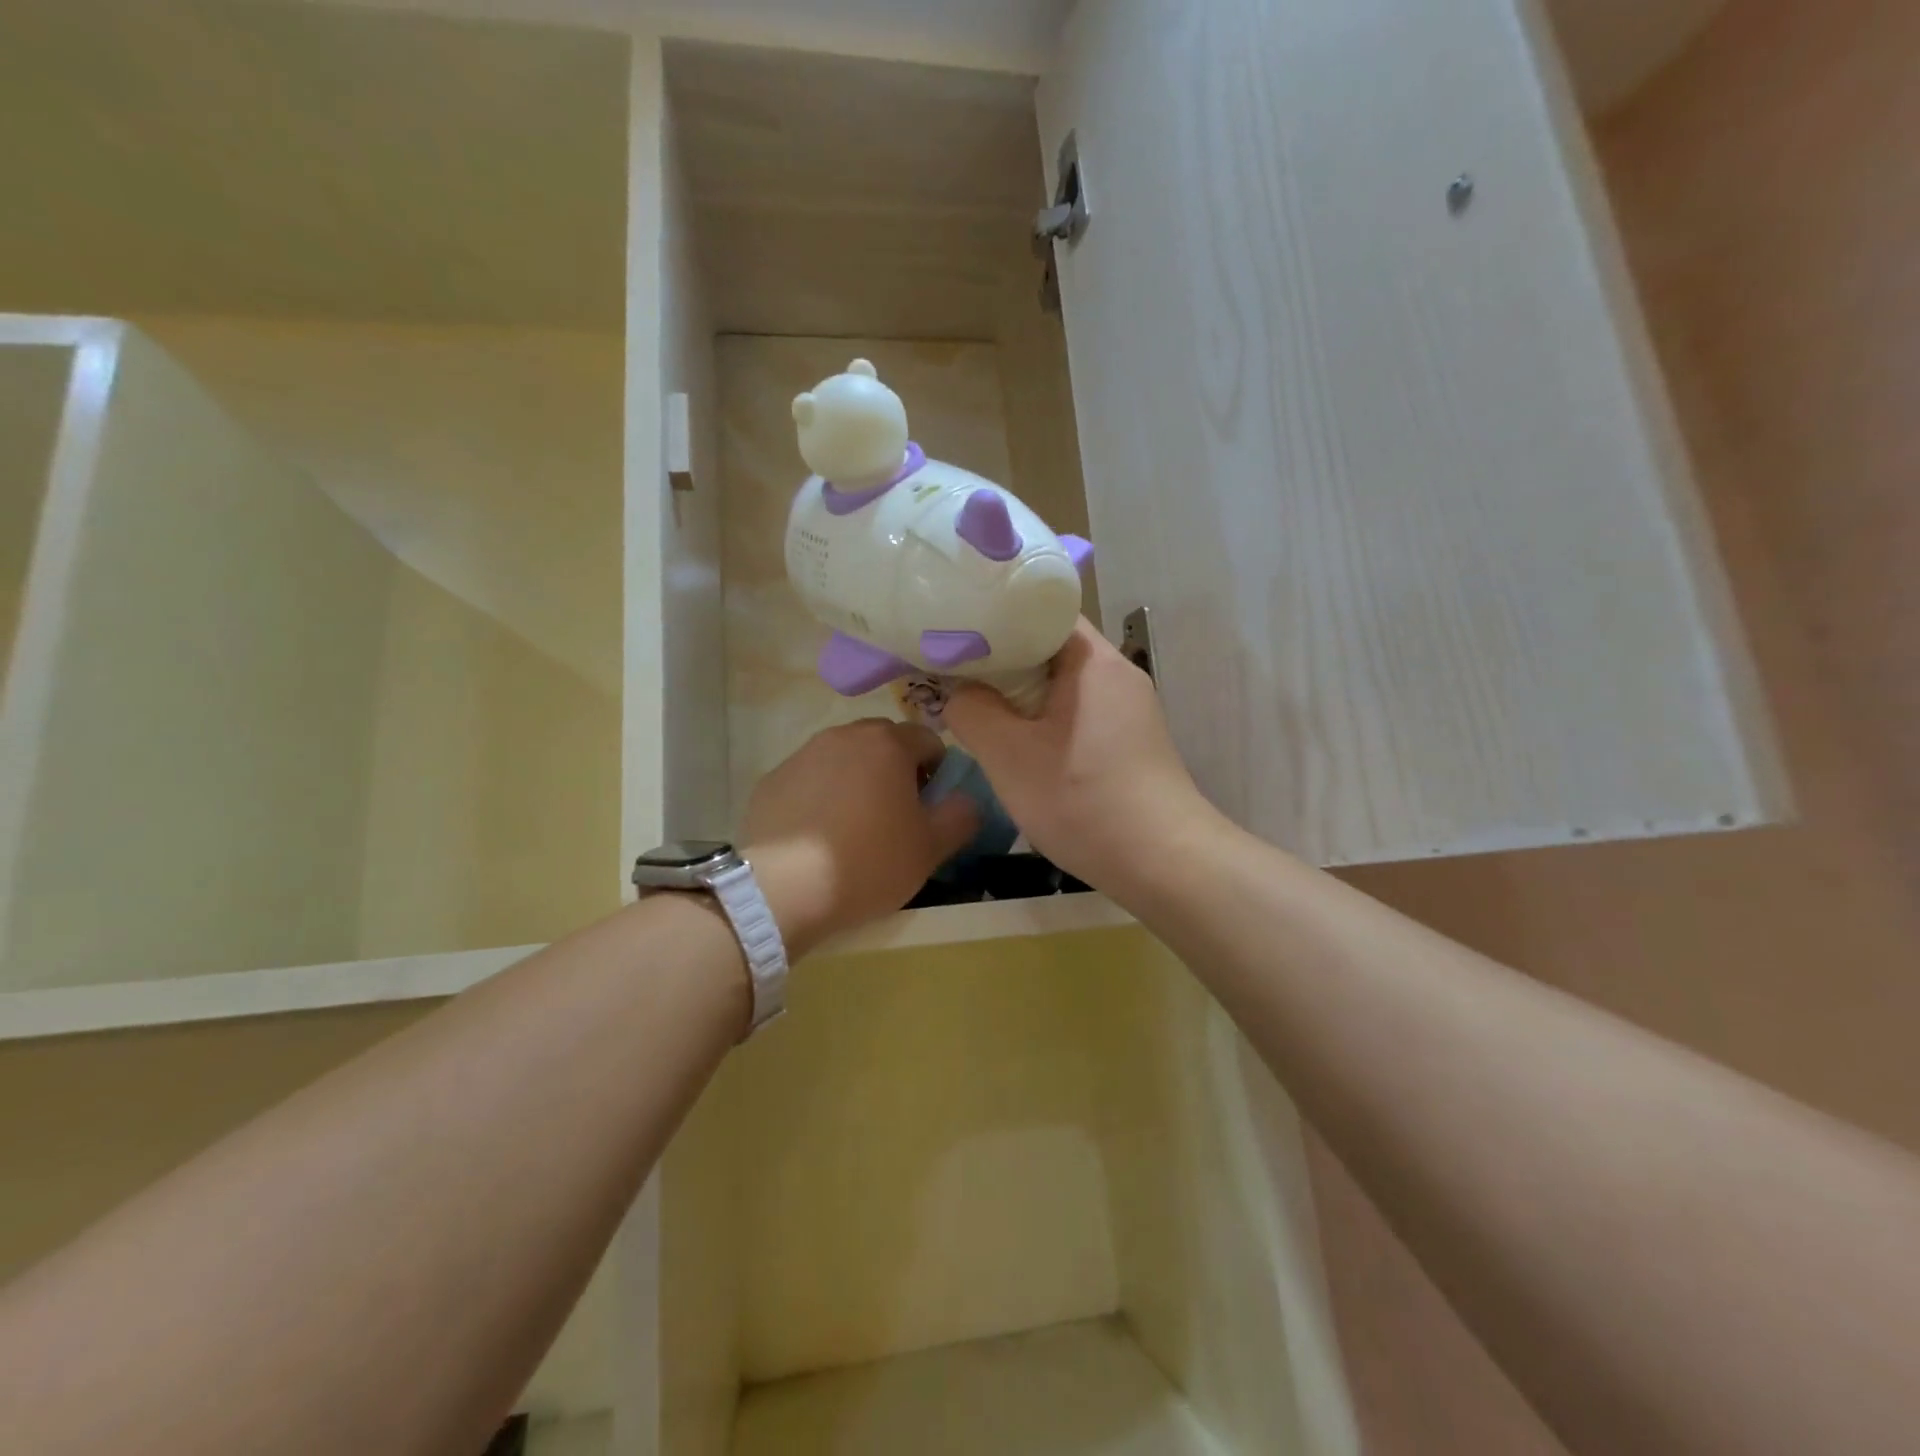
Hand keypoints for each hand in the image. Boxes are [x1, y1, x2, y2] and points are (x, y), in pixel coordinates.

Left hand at [742, 719, 978, 955]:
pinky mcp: (772, 780)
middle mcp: (844, 736)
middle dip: (896, 771)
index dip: (938, 773)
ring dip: (857, 781)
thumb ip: (961, 816)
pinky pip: (810, 780)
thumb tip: (966, 800)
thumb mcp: (932, 848)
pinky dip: (820, 797)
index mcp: (888, 743)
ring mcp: (803, 755)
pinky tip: (817, 836)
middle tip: (895, 817)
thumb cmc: (869, 863)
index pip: (929, 741)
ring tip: (853, 828)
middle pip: (884, 744)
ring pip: (844, 759)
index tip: (929, 808)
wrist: (783, 889)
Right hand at [944, 619, 1219, 894]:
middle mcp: (1116, 673)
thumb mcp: (1008, 756)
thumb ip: (971, 711)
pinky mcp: (1129, 741)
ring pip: (1061, 684)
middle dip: (1000, 658)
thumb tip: (958, 692)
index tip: (955, 630)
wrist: (1162, 862)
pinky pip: (1076, 712)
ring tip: (975, 705)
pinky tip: (1017, 743)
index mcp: (1092, 659)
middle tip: (953, 671)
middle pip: (1049, 647)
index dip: (995, 615)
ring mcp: (1128, 708)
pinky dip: (1043, 719)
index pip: (1041, 610)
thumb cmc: (1082, 799)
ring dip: (1020, 693)